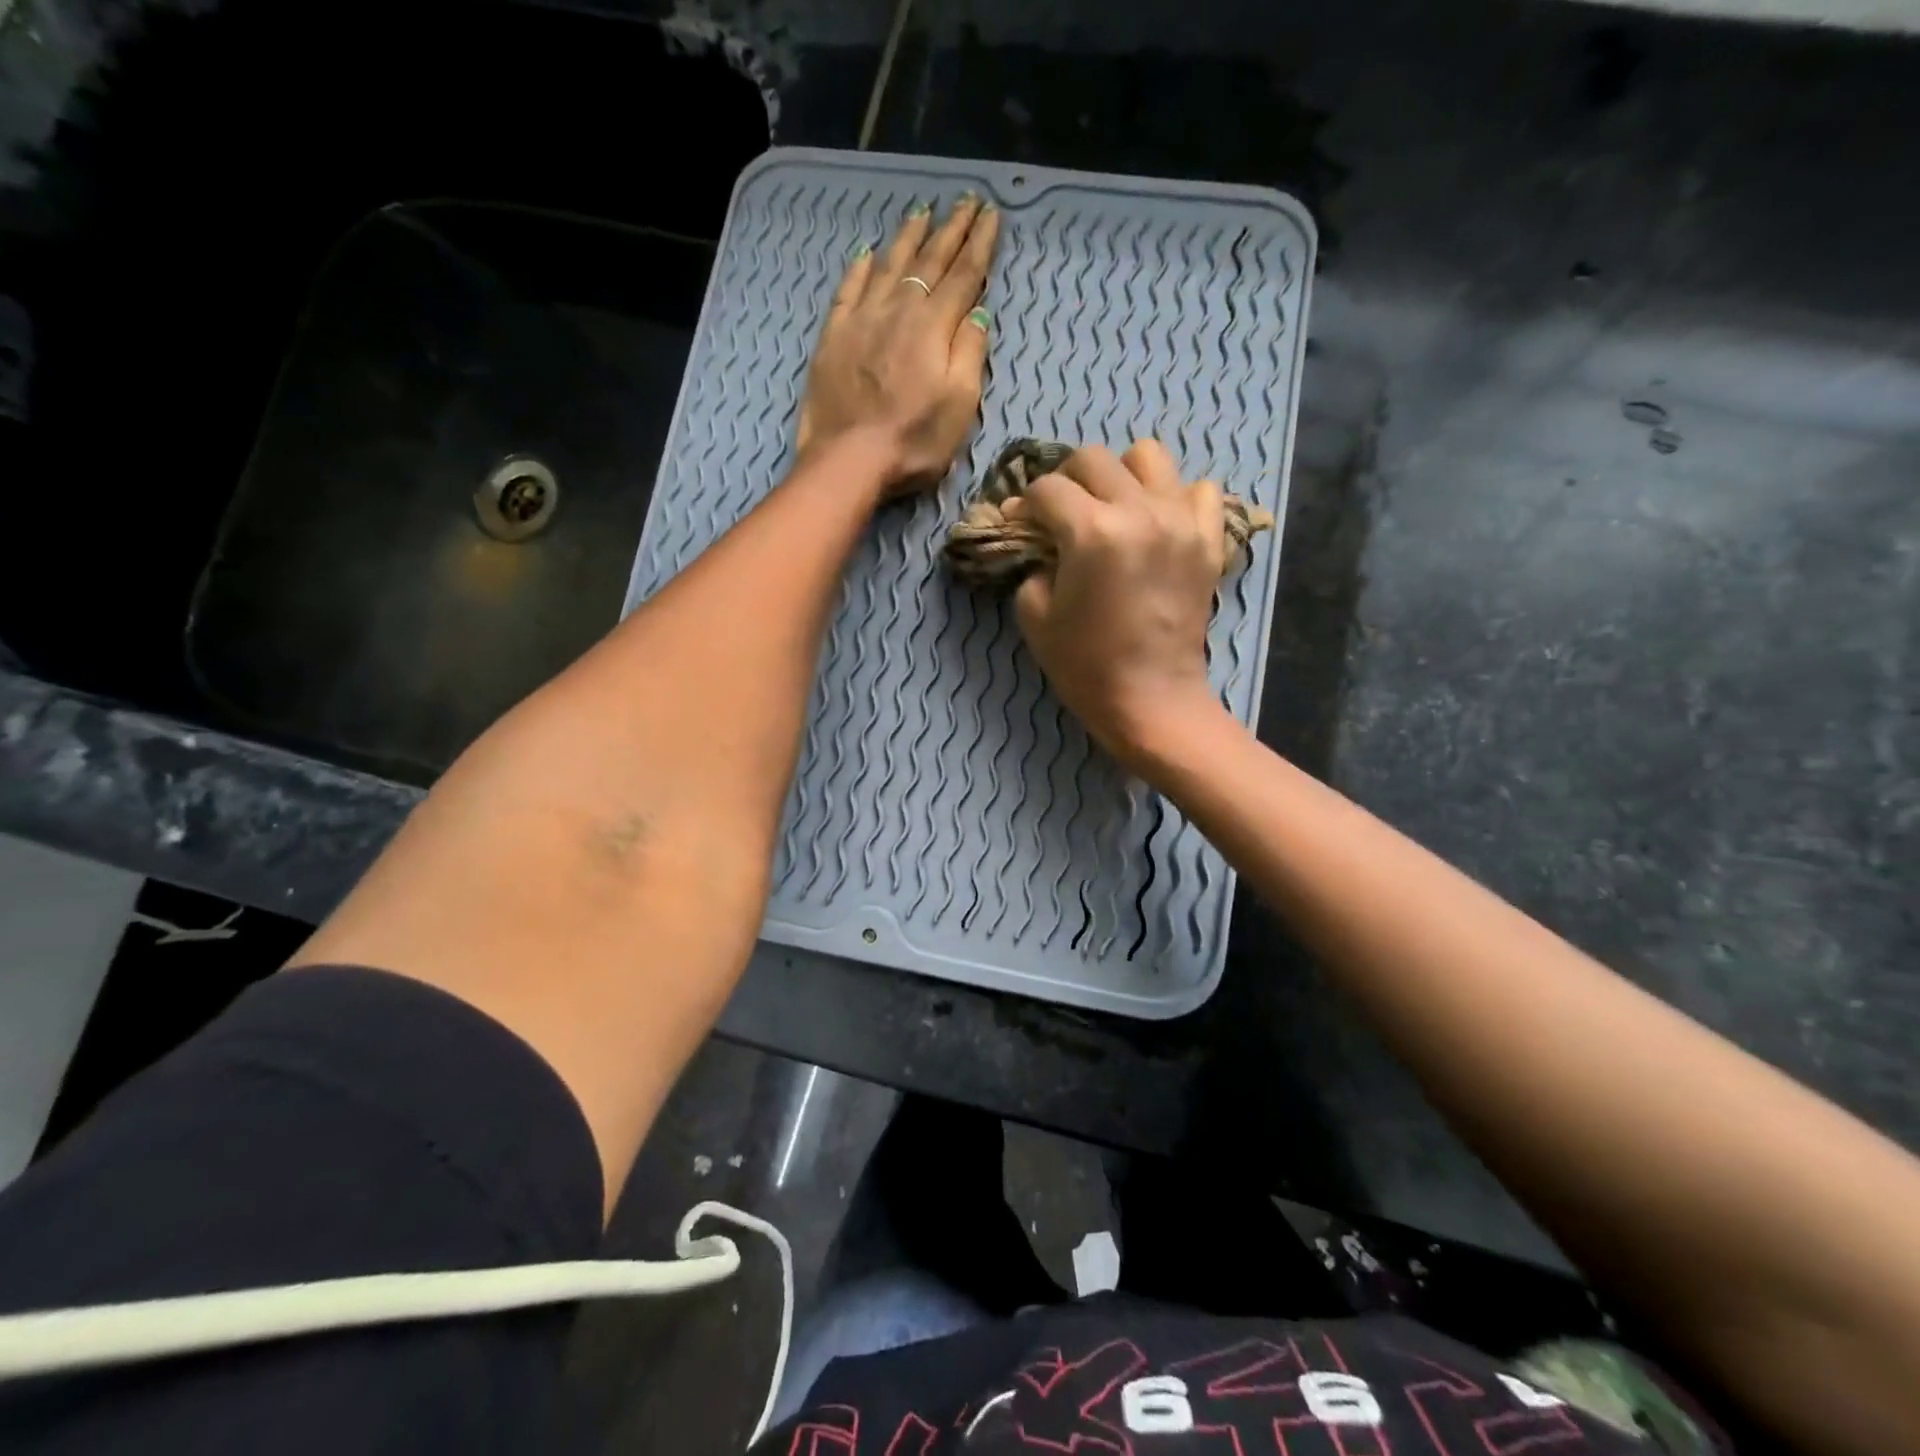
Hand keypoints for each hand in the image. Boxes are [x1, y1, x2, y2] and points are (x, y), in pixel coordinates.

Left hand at [797, 195, 1000, 496]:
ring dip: (908, 236)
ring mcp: (862, 319)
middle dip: (951, 229)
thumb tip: (978, 313)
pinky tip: (867, 252)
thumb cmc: (912, 442)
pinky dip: (860, 267)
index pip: (963, 276)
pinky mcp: (834, 336)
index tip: (992, 215)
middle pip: (928, 261)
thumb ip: (969, 354)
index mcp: (933, 327)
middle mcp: (898, 310)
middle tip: (966, 201)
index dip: (979, 245)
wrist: (848, 460)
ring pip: (888, 265)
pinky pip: (849, 289)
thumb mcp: (959, 406)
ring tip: (922, 211)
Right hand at [1013, 441, 1230, 771]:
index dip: (1026, 504)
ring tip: (1113, 507)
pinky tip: (1158, 522)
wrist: (1152, 700)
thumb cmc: (1086, 666)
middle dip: (1067, 481)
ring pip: (1148, 456)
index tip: (1021, 523)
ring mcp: (1181, 521)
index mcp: (1091, 532)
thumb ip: (1031, 563)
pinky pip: (1199, 489)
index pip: (1047, 488)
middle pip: (1093, 459)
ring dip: (1121, 475)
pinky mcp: (1208, 540)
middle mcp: (1139, 512)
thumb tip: (1037, 536)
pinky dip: (1174, 497)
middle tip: (1062, 514)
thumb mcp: (1034, 616)